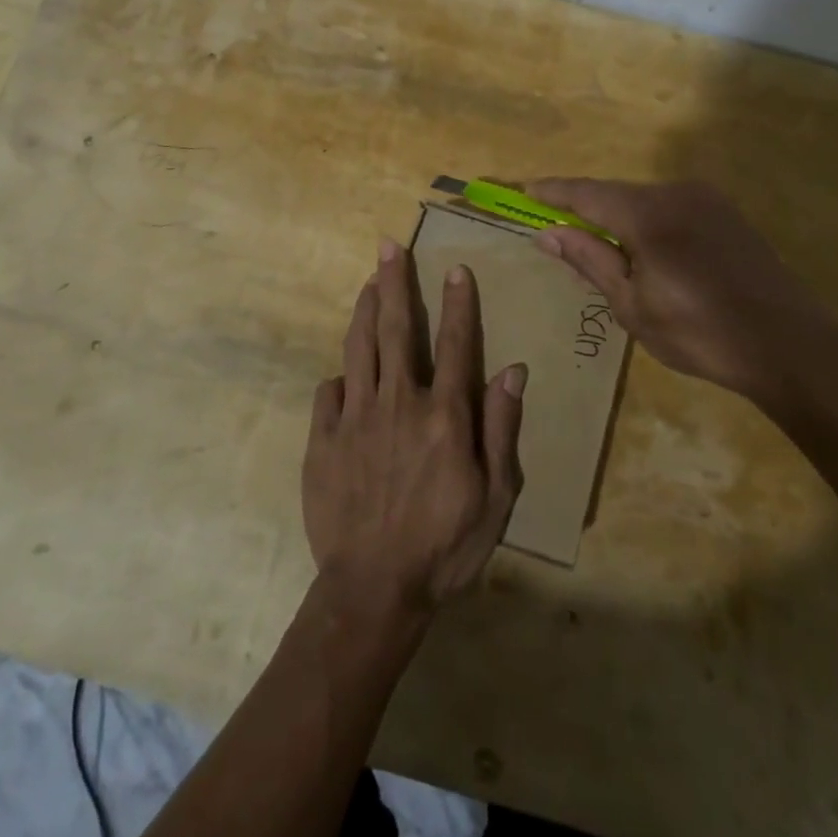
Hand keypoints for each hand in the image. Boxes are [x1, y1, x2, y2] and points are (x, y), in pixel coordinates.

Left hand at [303, 240, 526, 617]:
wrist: (373, 590)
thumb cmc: (445, 547)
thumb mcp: (496, 498)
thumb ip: (502, 429)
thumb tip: (514, 370)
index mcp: (444, 416)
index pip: (456, 344)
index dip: (458, 303)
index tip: (456, 268)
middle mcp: (398, 403)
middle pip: (397, 329)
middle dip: (395, 282)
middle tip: (390, 246)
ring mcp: (355, 418)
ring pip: (359, 347)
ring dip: (365, 309)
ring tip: (368, 281)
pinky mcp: (323, 438)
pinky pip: (329, 392)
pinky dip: (340, 375)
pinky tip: (344, 371)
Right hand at [526, 179, 837, 411]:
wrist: (789, 345)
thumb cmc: (700, 332)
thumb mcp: (632, 304)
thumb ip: (589, 259)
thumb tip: (547, 231)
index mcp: (648, 213)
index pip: (587, 192)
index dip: (554, 191)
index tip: (525, 189)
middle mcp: (676, 193)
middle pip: (616, 194)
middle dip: (585, 209)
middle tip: (559, 232)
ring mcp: (707, 200)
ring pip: (644, 200)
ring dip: (618, 218)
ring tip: (600, 250)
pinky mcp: (727, 214)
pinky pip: (671, 209)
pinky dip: (647, 223)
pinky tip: (645, 252)